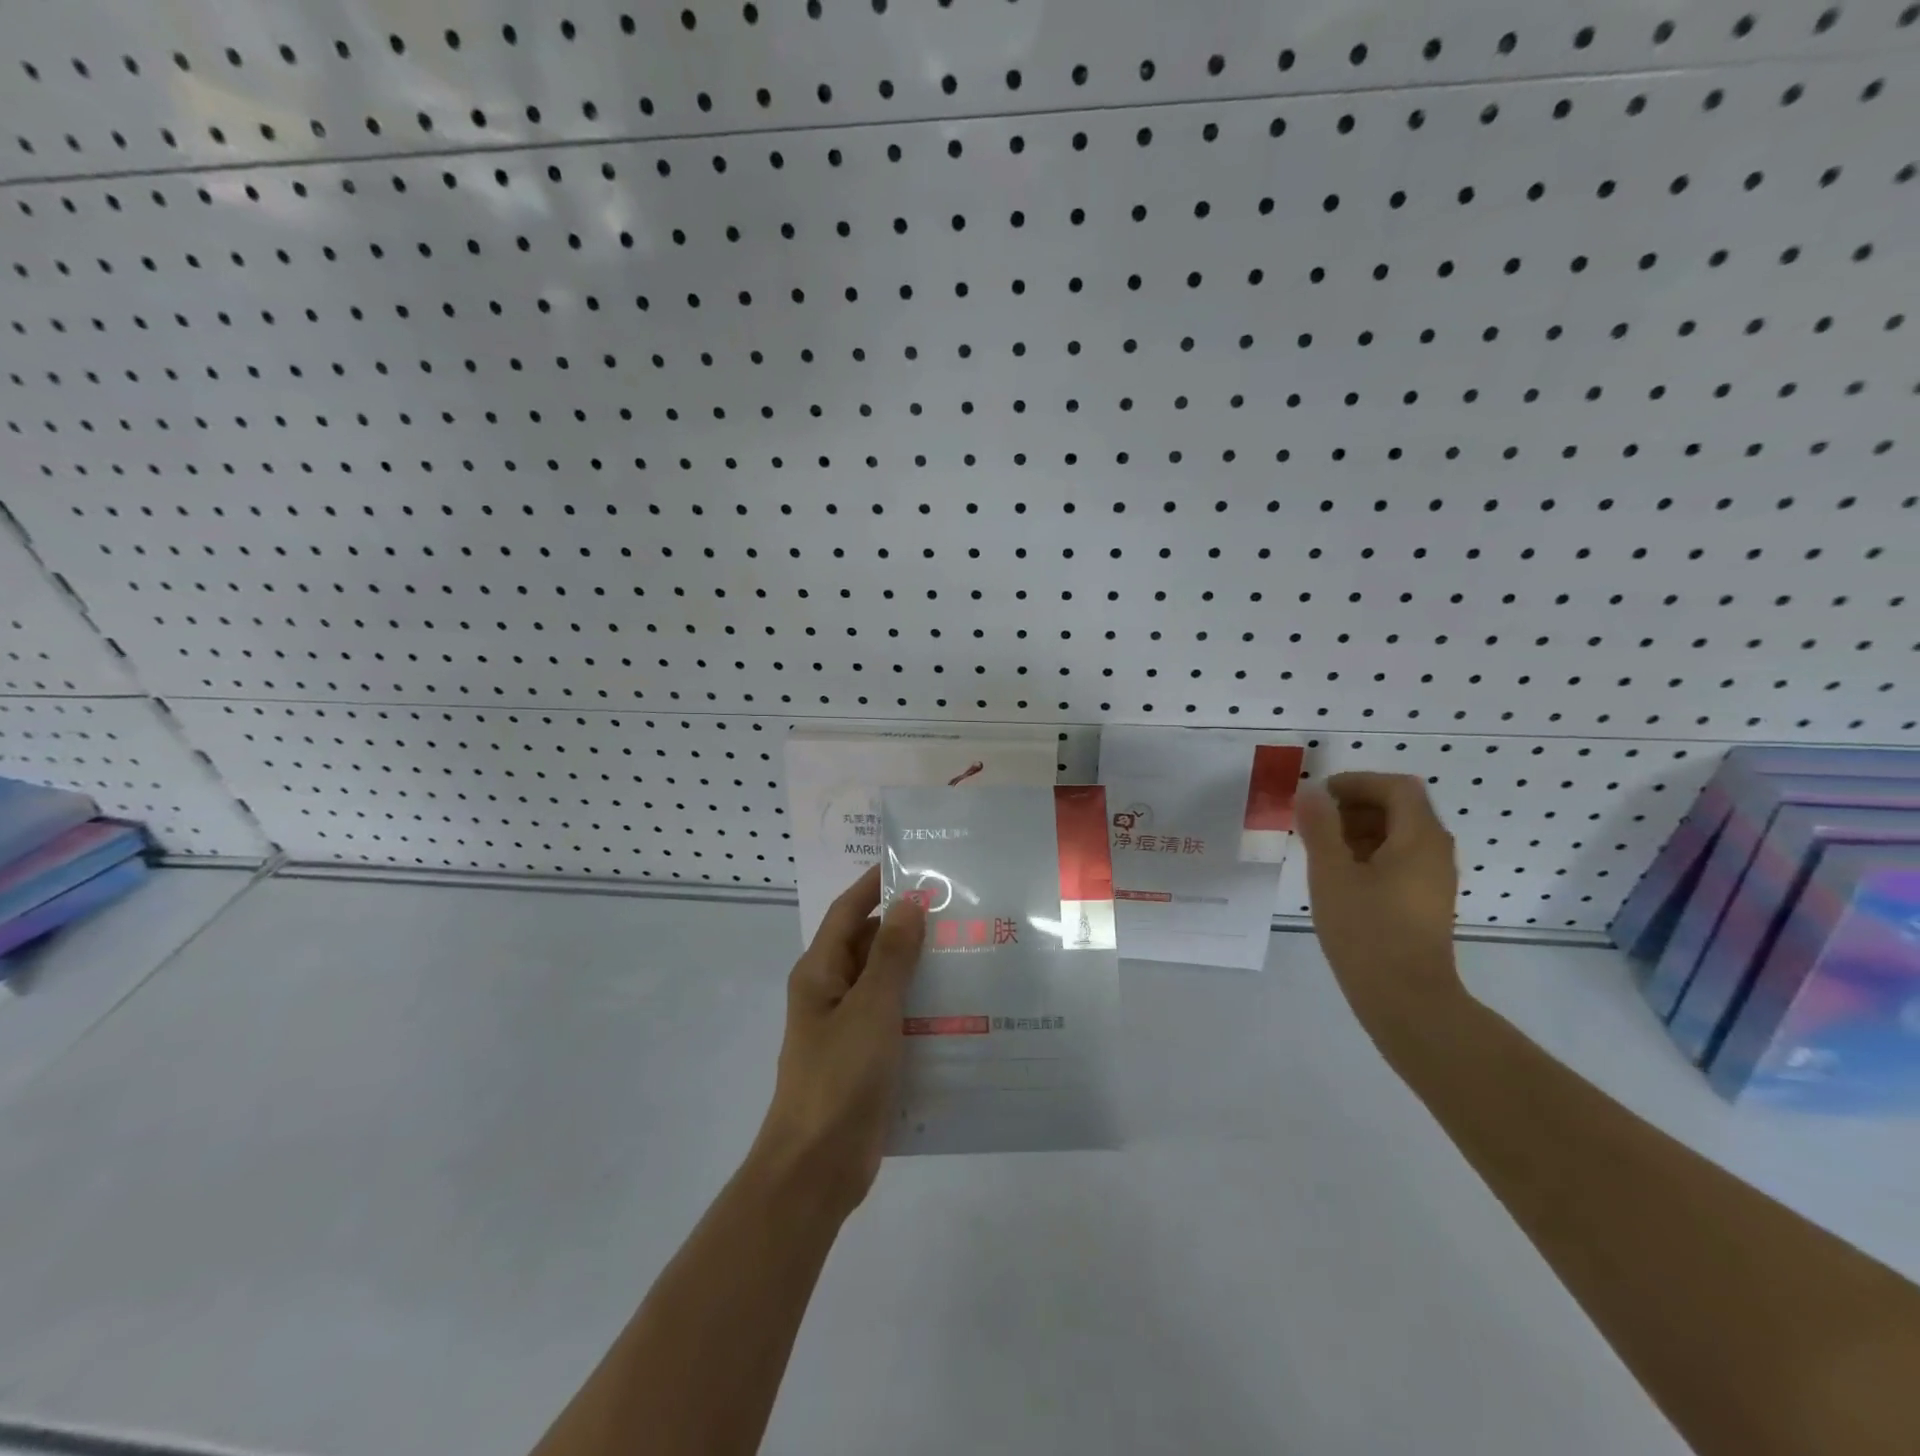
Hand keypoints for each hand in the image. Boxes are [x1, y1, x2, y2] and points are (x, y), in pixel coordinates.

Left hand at [751, 866, 925, 1218]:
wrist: (817, 1167)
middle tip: (958, 910)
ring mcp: (848, 1027)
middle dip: (907, 926)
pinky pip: (895, 1018)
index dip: (877, 885)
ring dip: (918, 967)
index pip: (849, 911)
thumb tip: (910, 902)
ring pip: (886, 982)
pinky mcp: (866, 1057)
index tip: (916, 866)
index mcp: (820, 971)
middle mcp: (831, 992)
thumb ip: (892, 954)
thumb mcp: (871, 1008)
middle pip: (869, 944)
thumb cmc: (839, 1077)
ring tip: (968, 951)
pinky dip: (920, 1006)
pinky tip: (960, 1006)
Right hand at [1295, 772, 1465, 1047]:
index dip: (1357, 782)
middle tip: (1314, 821)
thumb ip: (1320, 827)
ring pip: (1399, 835)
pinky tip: (1339, 876)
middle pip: (1400, 808)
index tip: (1320, 796)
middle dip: (1355, 806)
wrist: (1405, 999)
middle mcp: (1435, 851)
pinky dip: (1370, 854)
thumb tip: (1310, 793)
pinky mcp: (1425, 901)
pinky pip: (1400, 860)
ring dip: (1359, 830)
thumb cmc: (1366, 930)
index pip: (1396, 787)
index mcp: (1419, 838)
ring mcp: (1434, 878)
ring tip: (1320, 848)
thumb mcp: (1331, 873)